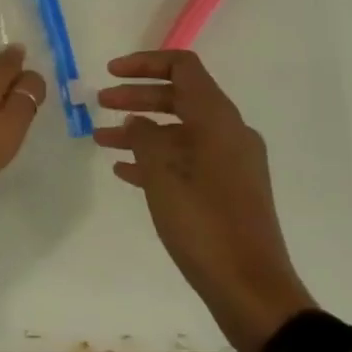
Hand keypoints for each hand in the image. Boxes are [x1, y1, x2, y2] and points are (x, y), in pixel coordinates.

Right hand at [97, 50, 314, 351]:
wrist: (250, 288)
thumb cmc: (203, 220)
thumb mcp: (161, 171)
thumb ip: (144, 135)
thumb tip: (139, 122)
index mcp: (217, 117)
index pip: (182, 67)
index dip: (144, 63)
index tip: (110, 72)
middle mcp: (229, 132)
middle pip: (178, 97)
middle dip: (137, 97)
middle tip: (101, 103)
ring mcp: (230, 163)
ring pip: (178, 131)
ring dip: (141, 130)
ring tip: (102, 139)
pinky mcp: (227, 191)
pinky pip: (186, 160)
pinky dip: (156, 158)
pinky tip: (124, 172)